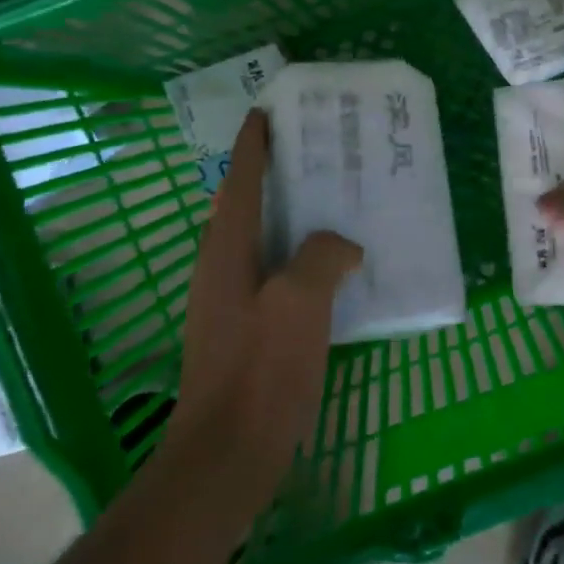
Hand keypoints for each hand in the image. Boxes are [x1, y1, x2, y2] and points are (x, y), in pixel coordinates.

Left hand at [171, 109, 363, 506]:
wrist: (228, 452)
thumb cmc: (260, 370)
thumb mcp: (298, 302)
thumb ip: (322, 257)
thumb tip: (342, 244)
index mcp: (226, 250)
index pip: (239, 181)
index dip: (253, 145)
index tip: (268, 111)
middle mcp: (221, 268)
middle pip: (243, 204)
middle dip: (270, 171)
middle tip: (312, 148)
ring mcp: (229, 301)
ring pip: (259, 239)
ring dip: (286, 212)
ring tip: (328, 197)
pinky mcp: (245, 329)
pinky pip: (273, 271)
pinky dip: (296, 253)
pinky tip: (329, 265)